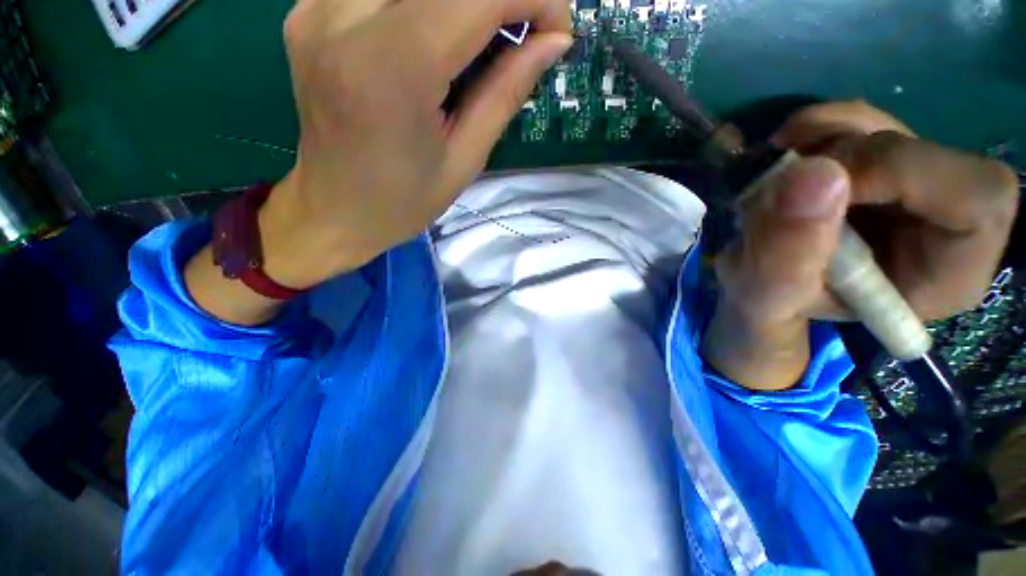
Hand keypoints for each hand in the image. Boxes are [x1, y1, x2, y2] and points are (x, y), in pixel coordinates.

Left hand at [186, 0, 571, 324]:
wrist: (335, 210)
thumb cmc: (403, 201)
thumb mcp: (466, 159)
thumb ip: (506, 92)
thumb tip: (553, 41)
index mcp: (391, 70)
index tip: (556, 29)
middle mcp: (343, 20)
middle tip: (524, 32)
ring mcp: (317, 8)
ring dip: (463, 3)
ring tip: (482, 40)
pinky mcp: (309, 10)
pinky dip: (424, 5)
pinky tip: (435, 36)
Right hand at [703, 101, 1019, 390]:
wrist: (758, 285)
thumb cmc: (770, 304)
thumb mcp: (767, 298)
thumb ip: (785, 258)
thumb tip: (812, 175)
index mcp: (946, 273)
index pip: (975, 198)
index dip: (904, 174)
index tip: (821, 191)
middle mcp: (942, 222)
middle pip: (928, 151)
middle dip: (847, 158)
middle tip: (781, 186)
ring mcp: (910, 187)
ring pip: (890, 127)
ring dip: (824, 137)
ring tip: (775, 171)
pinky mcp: (876, 166)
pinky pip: (861, 121)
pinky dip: (816, 126)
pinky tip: (784, 151)